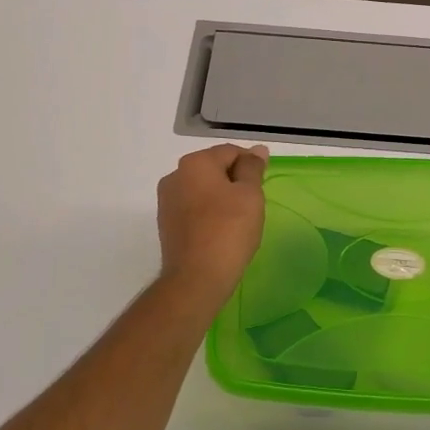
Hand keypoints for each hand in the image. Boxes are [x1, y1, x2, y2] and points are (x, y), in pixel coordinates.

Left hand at [156, 143, 269, 300]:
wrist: (196, 279)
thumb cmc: (228, 230)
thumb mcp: (250, 195)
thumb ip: (252, 168)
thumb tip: (257, 150)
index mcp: (195, 163)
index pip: (230, 152)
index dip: (251, 164)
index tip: (264, 185)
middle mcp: (175, 176)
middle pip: (214, 168)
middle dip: (235, 181)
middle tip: (254, 204)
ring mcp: (167, 201)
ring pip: (203, 189)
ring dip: (222, 197)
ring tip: (239, 220)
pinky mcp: (166, 224)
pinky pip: (193, 208)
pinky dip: (209, 213)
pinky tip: (222, 231)